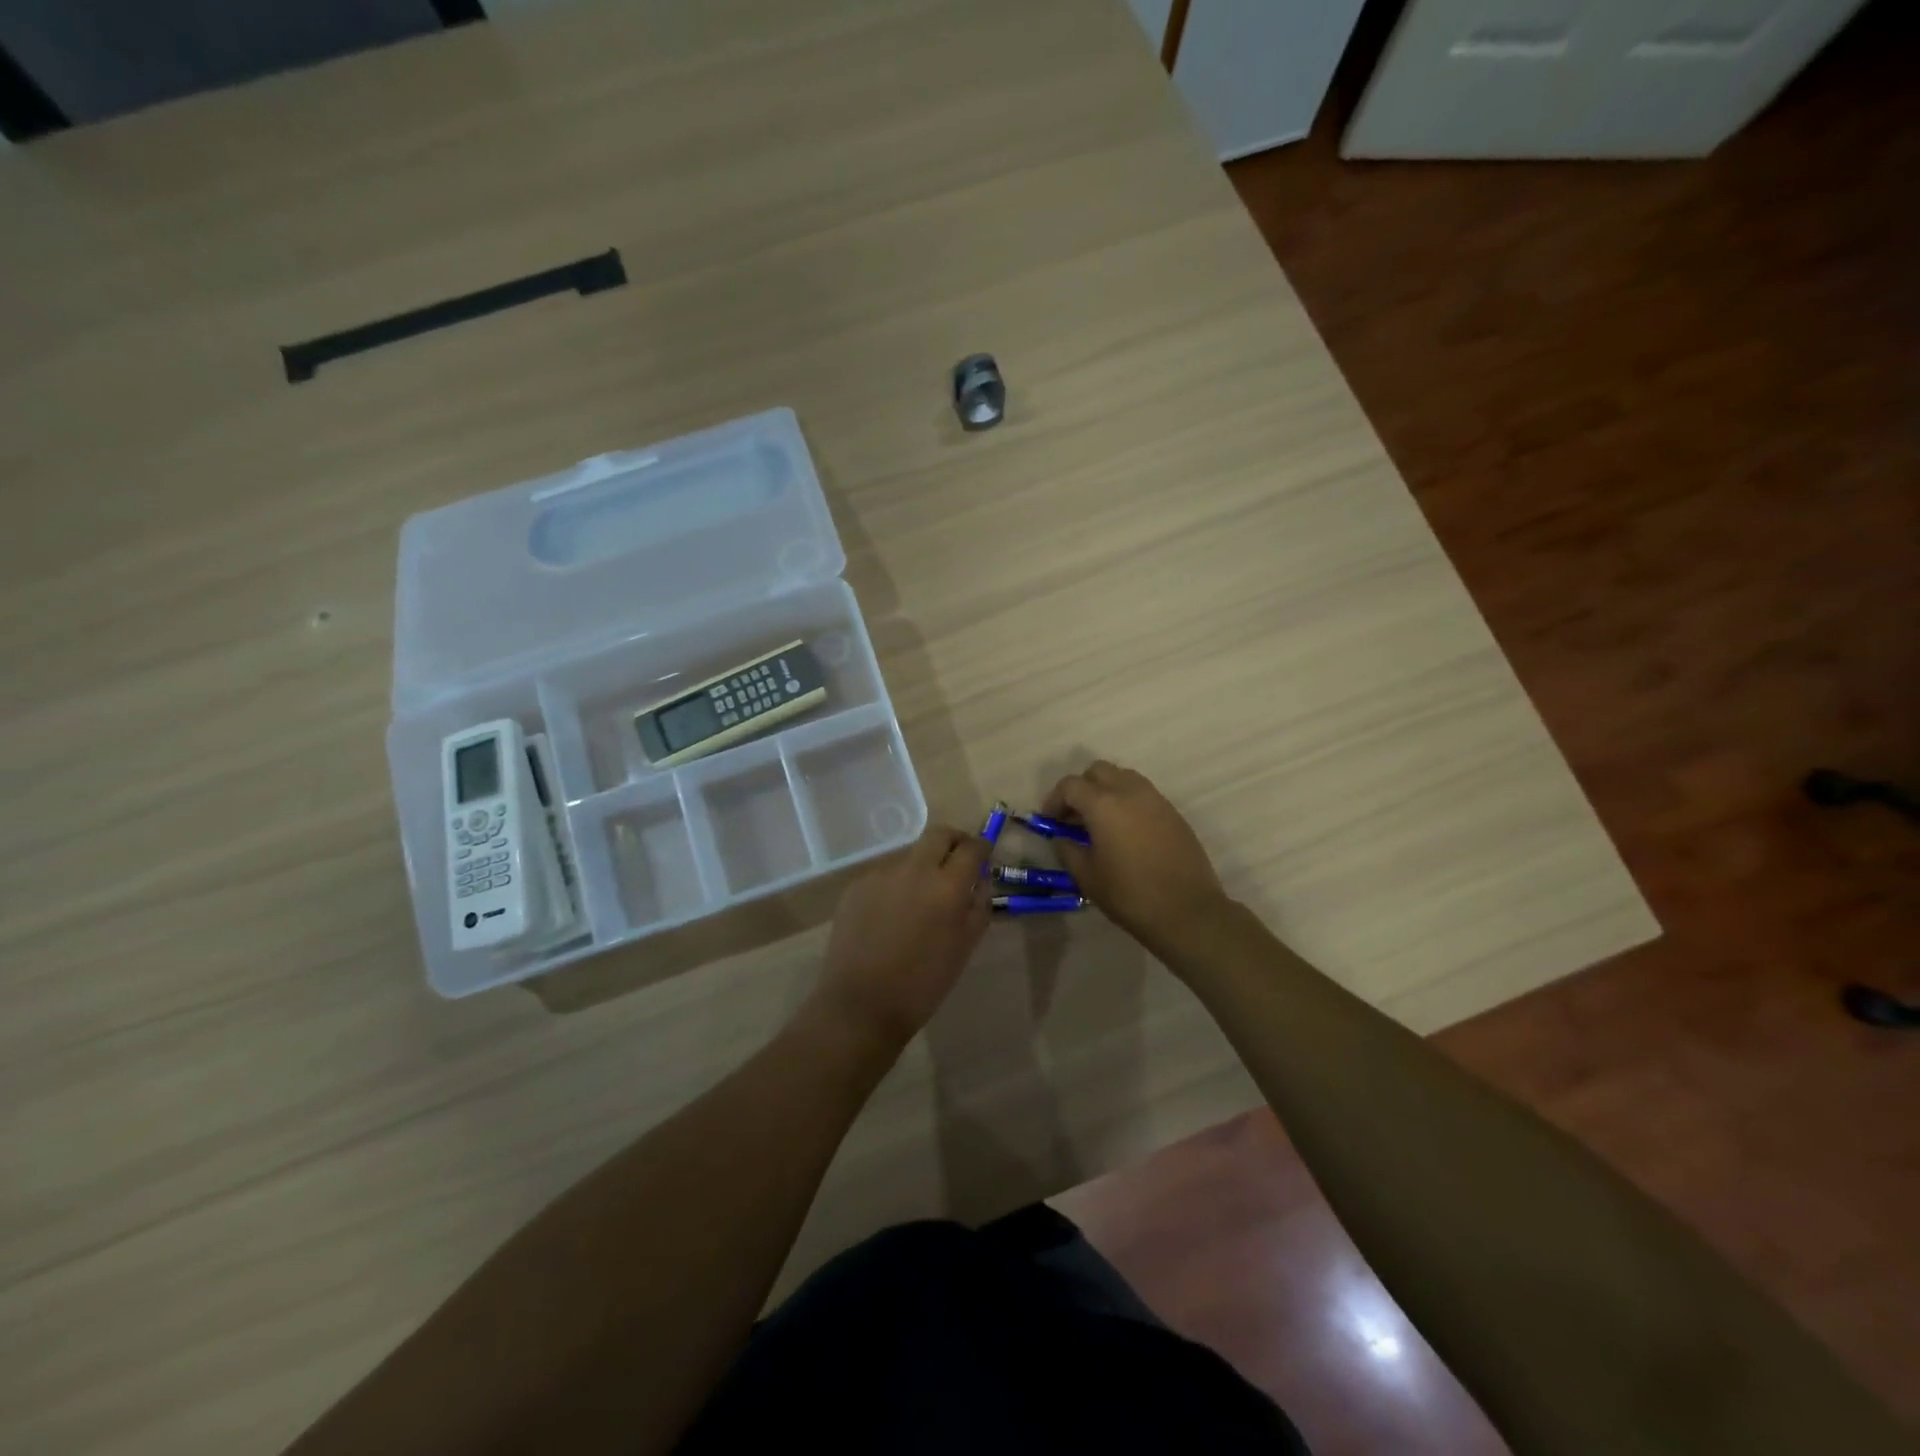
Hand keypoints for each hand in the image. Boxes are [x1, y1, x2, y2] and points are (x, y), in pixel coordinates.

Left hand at [811, 825, 990, 1050]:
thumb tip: (981, 879)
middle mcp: (914, 870)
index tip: (984, 856)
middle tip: (958, 861)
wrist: (861, 1005)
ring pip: (910, 855)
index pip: (972, 847)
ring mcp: (881, 874)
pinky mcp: (856, 885)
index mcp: (947, 887)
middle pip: (939, 834)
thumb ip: (979, 906)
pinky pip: (885, 874)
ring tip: (921, 900)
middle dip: (954, 841)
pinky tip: (892, 914)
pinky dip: (896, 885)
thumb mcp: (964, 948)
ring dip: (923, 866)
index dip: (982, 848)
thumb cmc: (922, 984)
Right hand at [1041, 761, 1232, 955]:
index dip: (1054, 800)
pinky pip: (1143, 794)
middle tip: (1074, 817)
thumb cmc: (1130, 895)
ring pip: (1124, 778)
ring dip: (1106, 791)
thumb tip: (1063, 838)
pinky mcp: (1173, 813)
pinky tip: (1126, 833)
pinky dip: (1128, 803)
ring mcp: (1156, 799)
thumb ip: (1069, 850)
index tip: (1050, 821)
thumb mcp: (1087, 877)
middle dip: (1081, 788)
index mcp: (1103, 804)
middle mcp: (1130, 791)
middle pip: (1098, 771)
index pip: (1070, 785)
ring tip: (1100, 823)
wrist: (1187, 911)